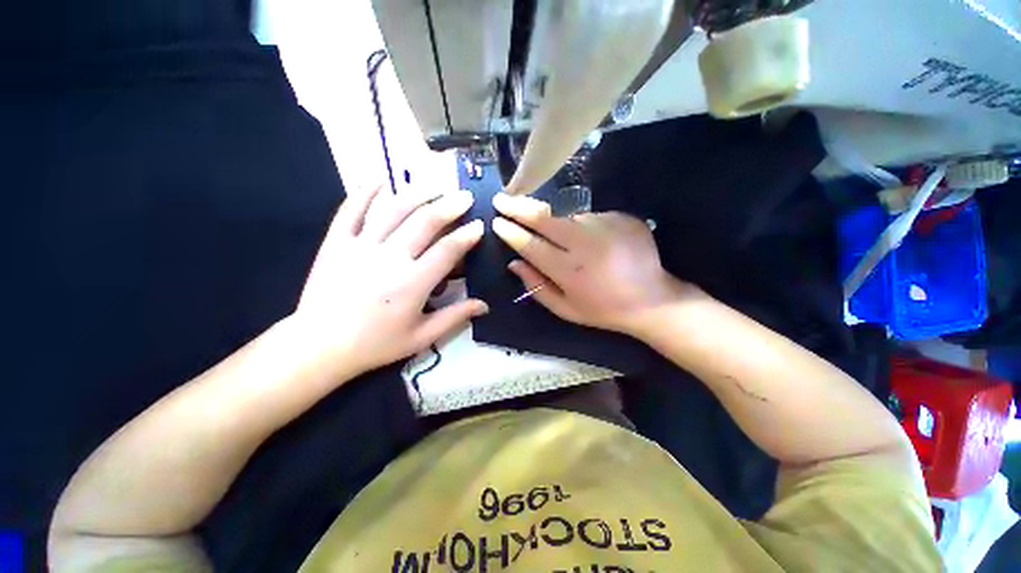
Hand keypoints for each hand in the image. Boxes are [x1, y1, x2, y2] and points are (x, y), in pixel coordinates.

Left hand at [294, 185, 487, 378]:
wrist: (319, 346)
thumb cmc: (375, 344)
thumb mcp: (421, 337)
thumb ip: (455, 317)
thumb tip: (484, 306)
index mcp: (413, 283)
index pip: (448, 250)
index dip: (467, 236)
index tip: (479, 225)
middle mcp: (390, 257)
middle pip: (425, 222)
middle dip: (449, 206)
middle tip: (465, 196)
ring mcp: (360, 246)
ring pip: (394, 210)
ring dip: (418, 194)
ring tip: (435, 186)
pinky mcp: (336, 242)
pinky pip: (351, 210)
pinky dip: (365, 191)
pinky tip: (381, 179)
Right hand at [492, 193, 690, 334]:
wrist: (652, 299)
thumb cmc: (603, 309)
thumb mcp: (565, 309)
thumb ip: (536, 287)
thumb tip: (514, 263)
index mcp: (570, 271)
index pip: (531, 245)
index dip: (511, 232)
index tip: (496, 221)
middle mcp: (586, 244)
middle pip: (544, 217)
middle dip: (519, 207)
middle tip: (502, 200)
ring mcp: (607, 226)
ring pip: (567, 214)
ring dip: (554, 219)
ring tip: (561, 236)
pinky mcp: (622, 217)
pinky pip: (590, 216)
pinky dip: (581, 225)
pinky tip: (590, 241)